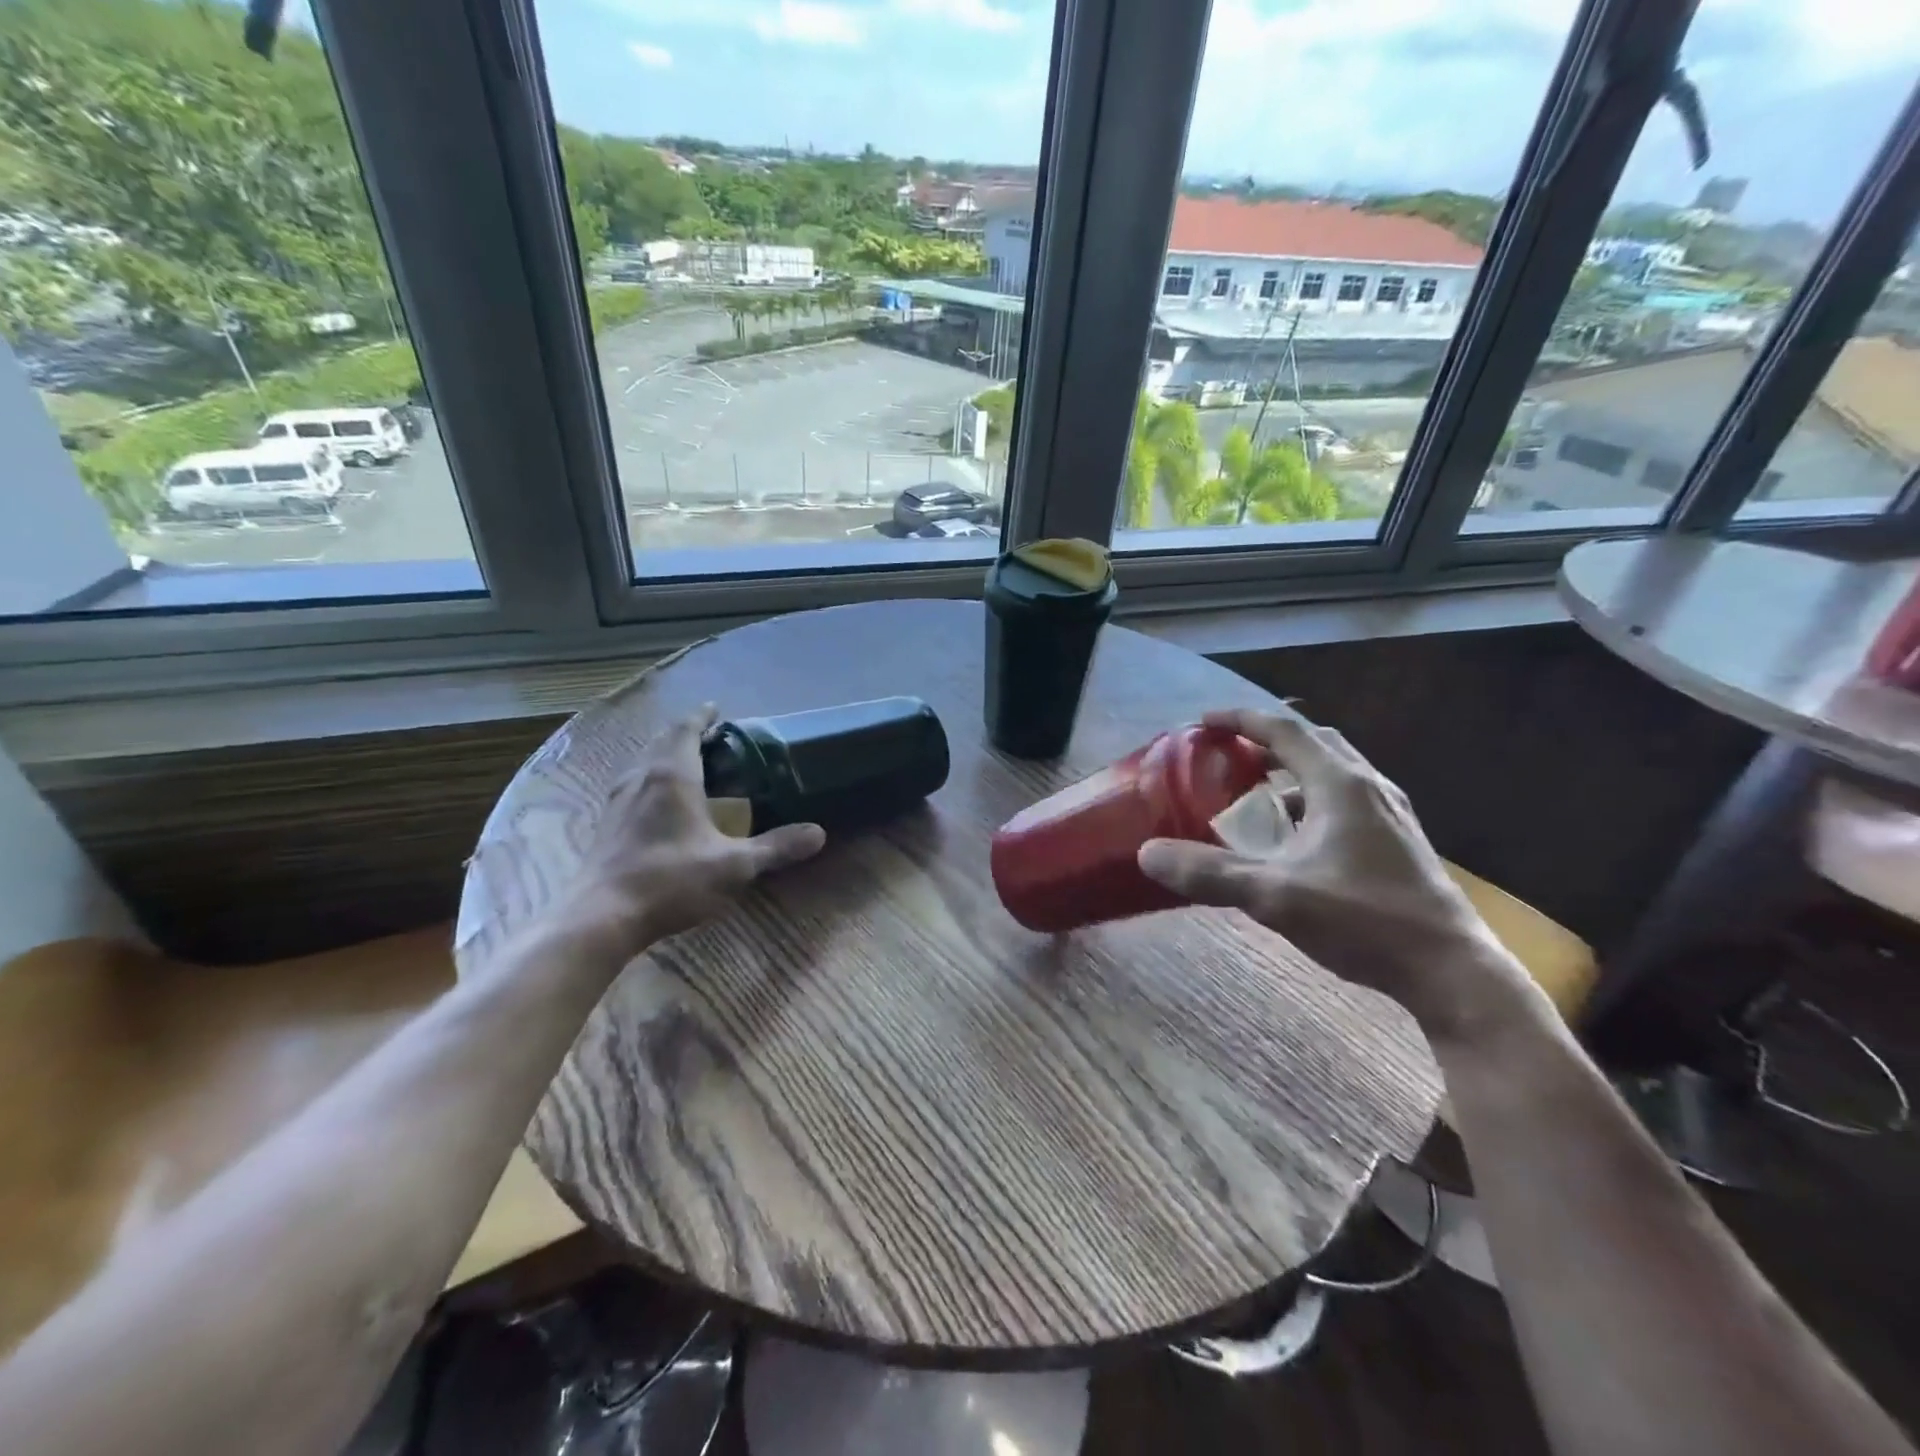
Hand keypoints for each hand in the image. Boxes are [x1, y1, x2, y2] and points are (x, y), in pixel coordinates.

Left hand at [554, 705, 825, 964]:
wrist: (601, 916)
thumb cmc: (671, 880)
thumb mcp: (734, 865)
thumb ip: (776, 847)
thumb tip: (819, 833)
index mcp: (673, 775)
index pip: (685, 729)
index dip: (702, 717)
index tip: (717, 709)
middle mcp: (642, 778)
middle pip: (662, 741)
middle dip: (685, 733)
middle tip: (712, 739)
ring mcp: (619, 800)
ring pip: (644, 762)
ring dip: (665, 754)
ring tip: (689, 764)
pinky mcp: (607, 823)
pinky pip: (633, 784)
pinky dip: (651, 778)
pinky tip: (661, 802)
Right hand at [1137, 707, 1534, 1043]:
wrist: (1451, 971)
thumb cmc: (1364, 920)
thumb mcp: (1275, 896)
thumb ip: (1209, 873)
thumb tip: (1146, 854)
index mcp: (1340, 784)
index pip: (1284, 729)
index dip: (1240, 720)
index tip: (1204, 721)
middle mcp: (1368, 787)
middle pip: (1314, 742)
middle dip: (1269, 741)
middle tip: (1231, 754)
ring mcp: (1390, 814)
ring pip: (1334, 772)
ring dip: (1292, 773)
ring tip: (1258, 798)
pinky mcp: (1398, 841)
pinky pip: (1346, 800)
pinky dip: (1312, 800)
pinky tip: (1297, 840)